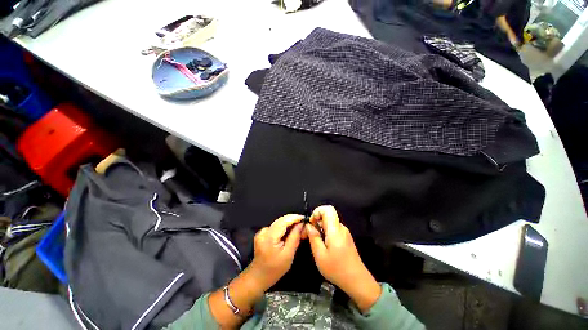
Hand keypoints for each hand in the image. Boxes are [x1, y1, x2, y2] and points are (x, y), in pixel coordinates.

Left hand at [208, 214, 303, 327]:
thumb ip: (294, 237)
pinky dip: (282, 229)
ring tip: (296, 230)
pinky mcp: (261, 235)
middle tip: (302, 225)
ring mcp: (261, 233)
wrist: (256, 279)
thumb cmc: (273, 270)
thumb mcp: (288, 255)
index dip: (294, 217)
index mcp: (269, 236)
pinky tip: (287, 234)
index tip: (303, 217)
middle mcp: (264, 231)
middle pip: (281, 221)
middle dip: (292, 221)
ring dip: (287, 225)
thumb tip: (301, 225)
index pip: (284, 220)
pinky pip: (275, 228)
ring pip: (278, 224)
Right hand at [306, 205, 380, 312]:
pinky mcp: (345, 238)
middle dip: (317, 221)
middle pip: (328, 215)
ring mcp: (344, 233)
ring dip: (320, 228)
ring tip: (316, 242)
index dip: (317, 211)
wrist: (357, 281)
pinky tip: (324, 246)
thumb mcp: (320, 255)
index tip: (311, 223)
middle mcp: (341, 228)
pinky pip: (333, 229)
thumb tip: (309, 226)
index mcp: (335, 230)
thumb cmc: (337, 269)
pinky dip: (326, 233)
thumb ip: (313, 237)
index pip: (328, 209)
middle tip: (310, 234)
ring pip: (329, 223)